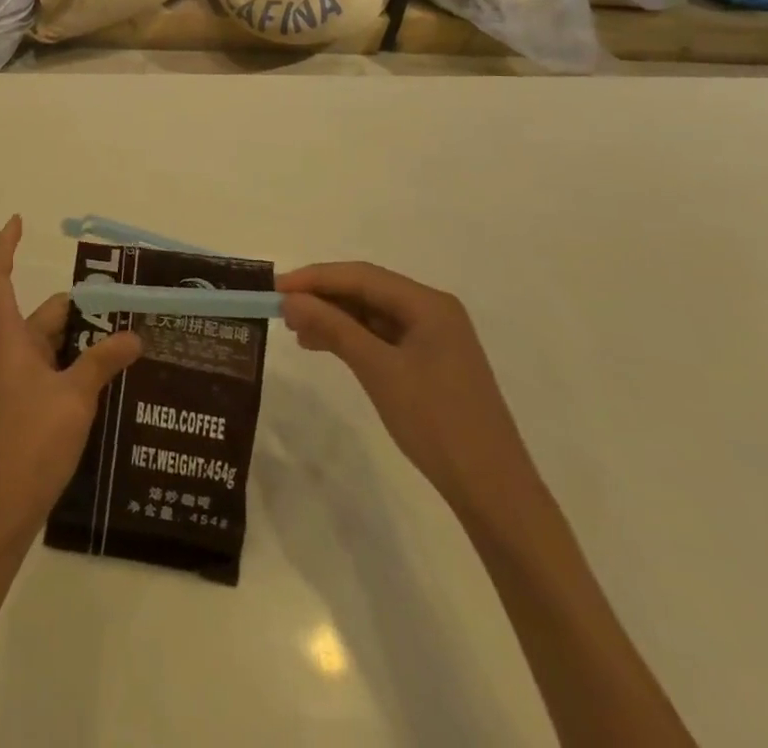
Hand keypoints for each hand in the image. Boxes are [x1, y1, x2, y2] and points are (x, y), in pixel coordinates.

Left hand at [0, 216, 141, 543]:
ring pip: (61, 344)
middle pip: (49, 314)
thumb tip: (133, 334)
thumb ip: (103, 361)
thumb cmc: (31, 441)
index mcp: (13, 339)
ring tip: (137, 341)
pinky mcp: (36, 406)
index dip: (5, 248)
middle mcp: (17, 352)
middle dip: (86, 309)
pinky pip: (64, 371)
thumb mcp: (74, 397)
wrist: (3, 508)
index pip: (0, 280)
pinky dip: (87, 367)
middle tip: (133, 308)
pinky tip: (120, 378)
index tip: (18, 220)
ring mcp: (26, 381)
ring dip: (92, 341)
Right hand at [277, 262, 539, 518]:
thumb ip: (333, 327)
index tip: (274, 288)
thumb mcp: (378, 370)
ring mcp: (434, 338)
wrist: (493, 492)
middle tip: (281, 311)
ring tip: (297, 331)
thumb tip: (290, 299)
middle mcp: (433, 311)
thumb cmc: (436, 423)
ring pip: (372, 313)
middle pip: (367, 290)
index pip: (361, 275)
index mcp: (428, 304)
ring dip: (334, 317)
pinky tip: (325, 346)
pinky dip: (351, 338)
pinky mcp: (430, 363)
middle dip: (323, 297)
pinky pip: (381, 336)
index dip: (314, 278)